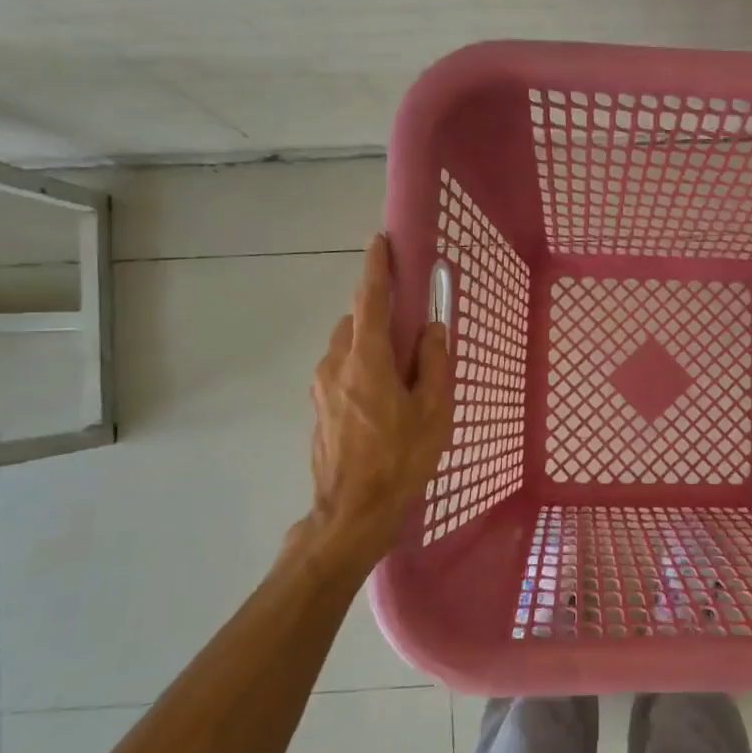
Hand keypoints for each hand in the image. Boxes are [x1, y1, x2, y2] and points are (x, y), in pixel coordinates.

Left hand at [297, 234, 451, 560]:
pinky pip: (341, 370)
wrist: (352, 511)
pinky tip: (383, 399)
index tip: (380, 241)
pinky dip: (361, 367)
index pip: (369, 299)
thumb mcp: (433, 410)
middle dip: (379, 314)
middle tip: (409, 330)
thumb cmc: (401, 458)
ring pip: (346, 347)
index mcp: (366, 359)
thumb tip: (431, 328)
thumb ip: (433, 362)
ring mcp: (321, 387)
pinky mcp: (318, 408)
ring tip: (401, 373)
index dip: (376, 267)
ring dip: (370, 344)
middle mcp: (335, 364)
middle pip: (356, 321)